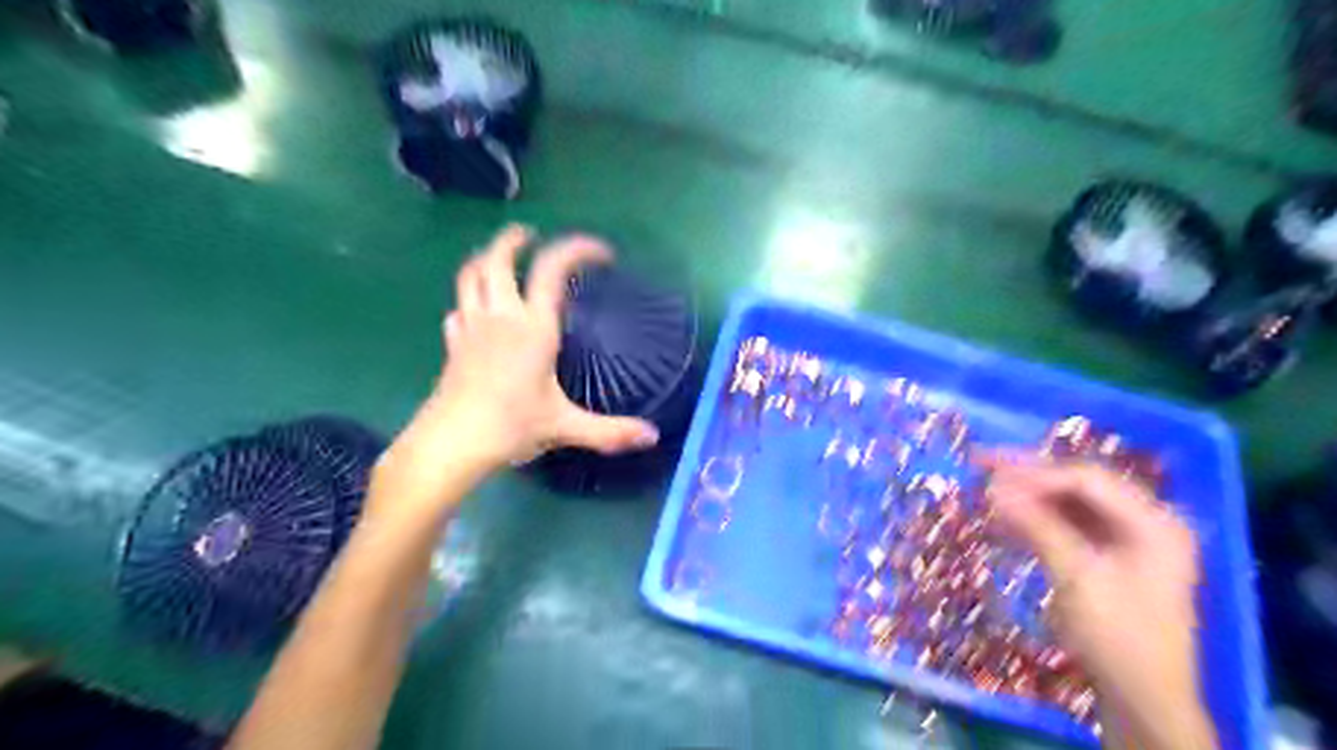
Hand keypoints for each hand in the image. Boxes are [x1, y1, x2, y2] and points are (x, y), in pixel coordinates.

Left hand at [368, 225, 657, 514]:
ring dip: (485, 259)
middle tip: (531, 235)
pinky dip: (469, 301)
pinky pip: (458, 309)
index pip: (552, 269)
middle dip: (514, 240)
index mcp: (533, 327)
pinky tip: (476, 314)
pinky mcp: (453, 345)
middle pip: (497, 259)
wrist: (450, 444)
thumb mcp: (565, 427)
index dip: (577, 249)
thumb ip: (610, 431)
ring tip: (500, 259)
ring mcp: (471, 327)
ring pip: (470, 276)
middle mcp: (500, 317)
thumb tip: (652, 437)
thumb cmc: (510, 427)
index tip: (603, 254)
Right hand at [981, 453, 1214, 747]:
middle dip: (1028, 477)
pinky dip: (1035, 522)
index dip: (1036, 473)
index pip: (1087, 480)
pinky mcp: (1107, 558)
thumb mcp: (1077, 578)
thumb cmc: (1118, 638)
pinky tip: (1002, 520)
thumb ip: (1037, 525)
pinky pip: (1066, 526)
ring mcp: (1126, 540)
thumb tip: (992, 486)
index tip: (989, 473)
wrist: (1142, 700)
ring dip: (1027, 498)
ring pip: (1068, 504)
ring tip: (984, 491)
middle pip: (1077, 486)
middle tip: (980, 463)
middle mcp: (1144, 522)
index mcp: (1153, 523)